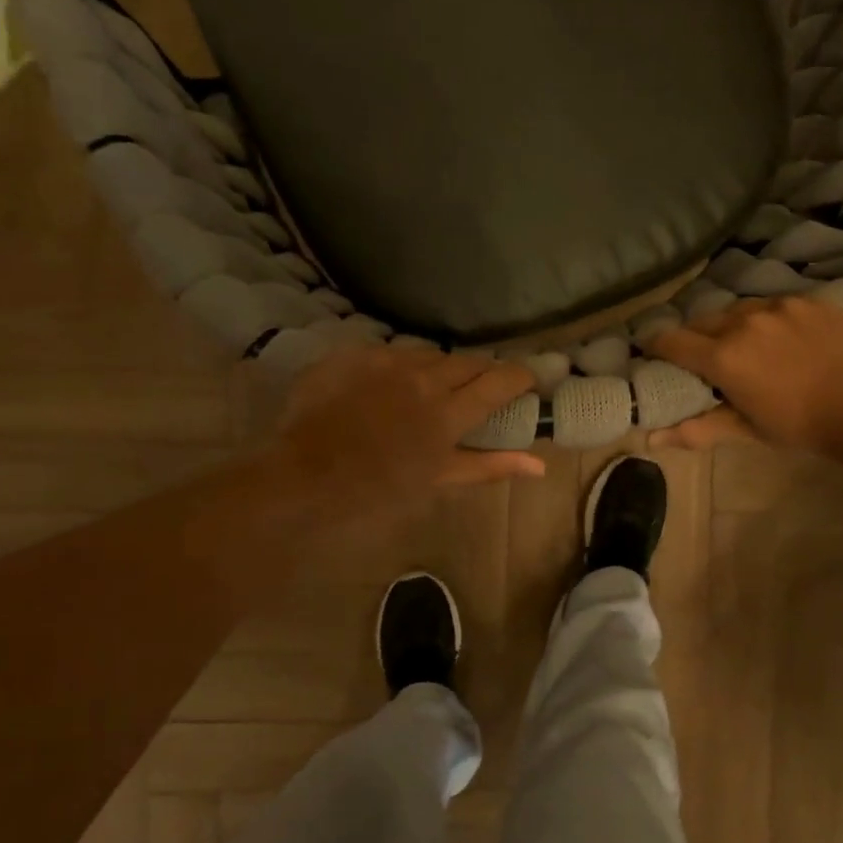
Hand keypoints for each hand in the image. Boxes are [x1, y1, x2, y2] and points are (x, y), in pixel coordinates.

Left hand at [264, 345, 545, 520]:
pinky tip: (390, 387)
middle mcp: (423, 377)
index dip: (520, 375)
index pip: (499, 380)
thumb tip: (539, 465)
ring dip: (440, 369)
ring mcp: (386, 361)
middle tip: (482, 388)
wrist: (303, 475)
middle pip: (467, 361)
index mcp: (448, 413)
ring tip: (432, 389)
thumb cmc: (377, 489)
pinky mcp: (354, 353)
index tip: (529, 379)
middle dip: (481, 371)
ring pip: (429, 354)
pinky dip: (401, 368)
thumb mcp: (438, 480)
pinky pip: (391, 352)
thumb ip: (490, 465)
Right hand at [647, 297, 842, 457]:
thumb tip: (651, 439)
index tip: (653, 353)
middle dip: (695, 338)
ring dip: (731, 325)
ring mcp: (779, 305)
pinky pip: (773, 304)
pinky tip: (782, 338)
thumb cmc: (801, 426)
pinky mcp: (808, 299)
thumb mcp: (747, 430)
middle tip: (704, 359)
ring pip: (737, 308)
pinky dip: (767, 319)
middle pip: (701, 321)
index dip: (656, 346)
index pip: (671, 341)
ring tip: (746, 345)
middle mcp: (744, 321)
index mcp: (723, 357)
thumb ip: (698, 429)